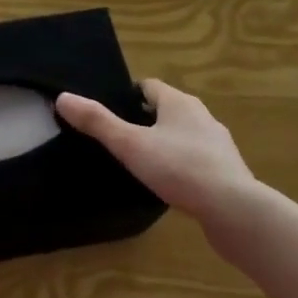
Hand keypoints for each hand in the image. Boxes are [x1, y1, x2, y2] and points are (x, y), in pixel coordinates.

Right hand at [56, 79, 264, 232]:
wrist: (235, 210)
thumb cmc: (180, 168)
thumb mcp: (130, 144)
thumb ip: (97, 122)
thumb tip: (63, 97)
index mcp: (179, 102)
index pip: (149, 86)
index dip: (127, 95)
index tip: (109, 110)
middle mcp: (202, 116)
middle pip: (167, 110)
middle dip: (144, 120)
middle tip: (119, 138)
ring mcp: (218, 145)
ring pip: (183, 135)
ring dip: (164, 144)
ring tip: (141, 163)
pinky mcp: (227, 172)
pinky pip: (196, 160)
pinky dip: (181, 166)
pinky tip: (169, 185)